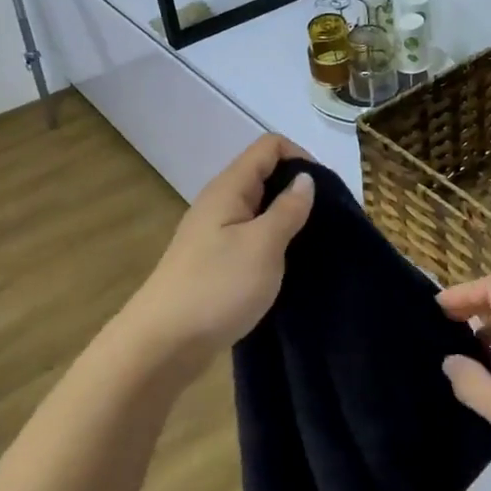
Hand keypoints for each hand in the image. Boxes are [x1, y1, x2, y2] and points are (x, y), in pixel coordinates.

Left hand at [118, 135, 314, 376]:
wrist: (163, 344)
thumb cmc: (217, 287)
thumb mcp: (264, 245)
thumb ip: (288, 209)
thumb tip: (305, 179)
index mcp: (229, 188)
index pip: (269, 147)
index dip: (301, 157)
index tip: (326, 191)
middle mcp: (219, 203)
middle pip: (264, 175)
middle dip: (297, 189)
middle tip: (326, 220)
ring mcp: (214, 234)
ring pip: (258, 209)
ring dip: (286, 219)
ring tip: (312, 243)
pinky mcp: (214, 262)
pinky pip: (250, 237)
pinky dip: (272, 243)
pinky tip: (286, 265)